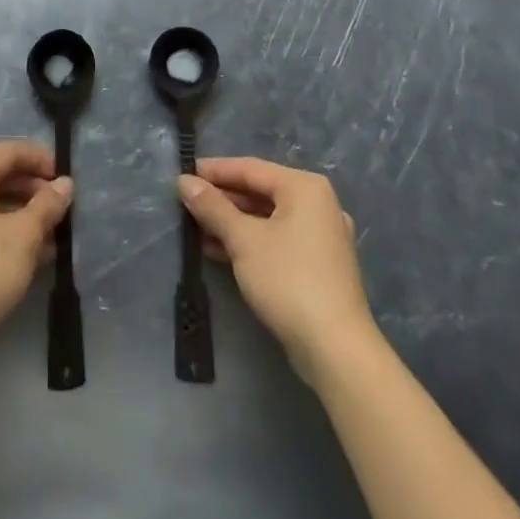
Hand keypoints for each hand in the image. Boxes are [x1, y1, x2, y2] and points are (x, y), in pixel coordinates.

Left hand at [0, 141, 72, 355]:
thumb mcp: (24, 235)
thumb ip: (47, 204)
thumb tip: (65, 184)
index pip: (8, 152)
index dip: (40, 159)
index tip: (66, 176)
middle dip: (32, 190)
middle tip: (62, 207)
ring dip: (21, 214)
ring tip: (53, 234)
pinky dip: (4, 231)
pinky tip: (31, 253)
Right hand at [179, 157, 375, 378]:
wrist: (336, 350)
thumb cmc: (288, 280)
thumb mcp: (243, 239)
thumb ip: (212, 207)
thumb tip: (184, 181)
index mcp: (304, 187)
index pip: (250, 168)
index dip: (214, 171)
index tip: (183, 174)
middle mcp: (318, 204)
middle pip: (260, 192)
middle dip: (222, 199)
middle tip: (187, 203)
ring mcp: (322, 236)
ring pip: (268, 218)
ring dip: (233, 223)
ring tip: (196, 228)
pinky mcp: (319, 265)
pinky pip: (278, 240)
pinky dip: (250, 242)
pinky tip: (220, 252)